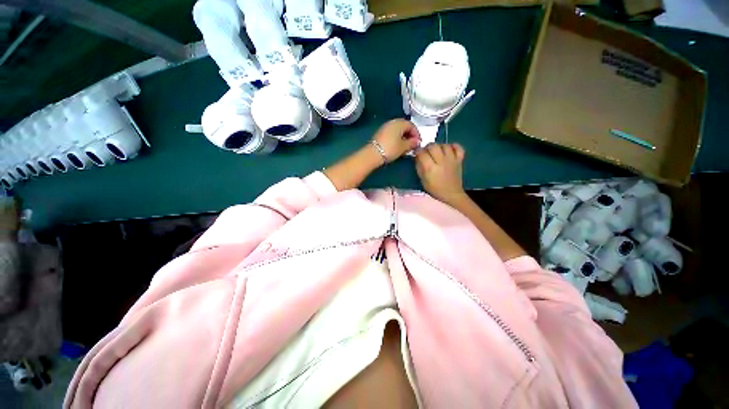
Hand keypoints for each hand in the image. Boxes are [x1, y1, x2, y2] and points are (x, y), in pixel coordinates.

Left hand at [371, 119, 420, 162]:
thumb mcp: (403, 147)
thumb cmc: (390, 149)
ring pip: (398, 130)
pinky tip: (397, 146)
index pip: (412, 125)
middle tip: (413, 145)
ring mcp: (385, 127)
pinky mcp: (380, 133)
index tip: (418, 143)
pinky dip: (397, 138)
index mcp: (399, 123)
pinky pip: (392, 133)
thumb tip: (417, 142)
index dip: (417, 134)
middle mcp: (392, 122)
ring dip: (403, 137)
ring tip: (406, 147)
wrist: (373, 154)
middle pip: (404, 127)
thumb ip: (412, 143)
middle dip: (410, 135)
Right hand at [415, 143, 466, 204]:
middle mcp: (441, 162)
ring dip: (439, 146)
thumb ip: (419, 167)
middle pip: (433, 146)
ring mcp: (452, 160)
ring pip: (444, 145)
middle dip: (427, 147)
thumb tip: (417, 157)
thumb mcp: (422, 180)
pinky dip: (453, 146)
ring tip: (436, 151)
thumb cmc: (434, 189)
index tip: (416, 153)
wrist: (451, 194)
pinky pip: (458, 147)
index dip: (417, 151)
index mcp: (430, 169)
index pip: (422, 153)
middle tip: (426, 152)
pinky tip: (448, 149)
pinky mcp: (459, 160)